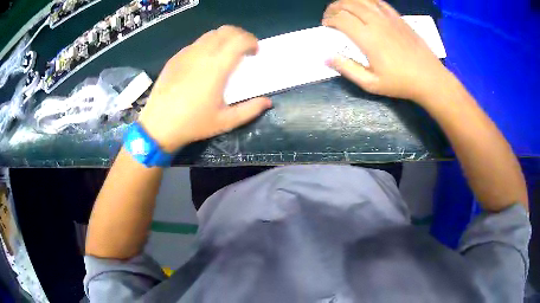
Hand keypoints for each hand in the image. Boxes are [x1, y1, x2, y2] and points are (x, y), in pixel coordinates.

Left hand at [138, 26, 271, 152]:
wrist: (158, 126)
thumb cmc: (192, 124)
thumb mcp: (225, 122)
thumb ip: (249, 110)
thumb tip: (268, 102)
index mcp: (216, 68)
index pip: (239, 40)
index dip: (252, 41)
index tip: (254, 52)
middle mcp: (201, 54)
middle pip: (226, 31)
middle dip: (240, 35)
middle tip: (243, 49)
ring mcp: (186, 54)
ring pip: (210, 35)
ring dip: (224, 38)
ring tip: (225, 53)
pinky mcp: (175, 58)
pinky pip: (195, 44)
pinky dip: (207, 45)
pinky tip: (204, 61)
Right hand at [322, 0, 451, 102]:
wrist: (429, 78)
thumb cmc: (400, 83)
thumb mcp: (371, 83)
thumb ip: (347, 69)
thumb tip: (326, 58)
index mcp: (368, 38)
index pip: (341, 18)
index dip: (329, 19)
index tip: (326, 26)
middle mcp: (376, 22)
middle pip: (349, 4)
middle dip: (334, 7)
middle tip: (330, 15)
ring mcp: (388, 18)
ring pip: (363, 0)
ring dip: (348, 1)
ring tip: (343, 8)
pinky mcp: (398, 18)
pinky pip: (378, 2)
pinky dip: (366, 1)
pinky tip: (364, 7)